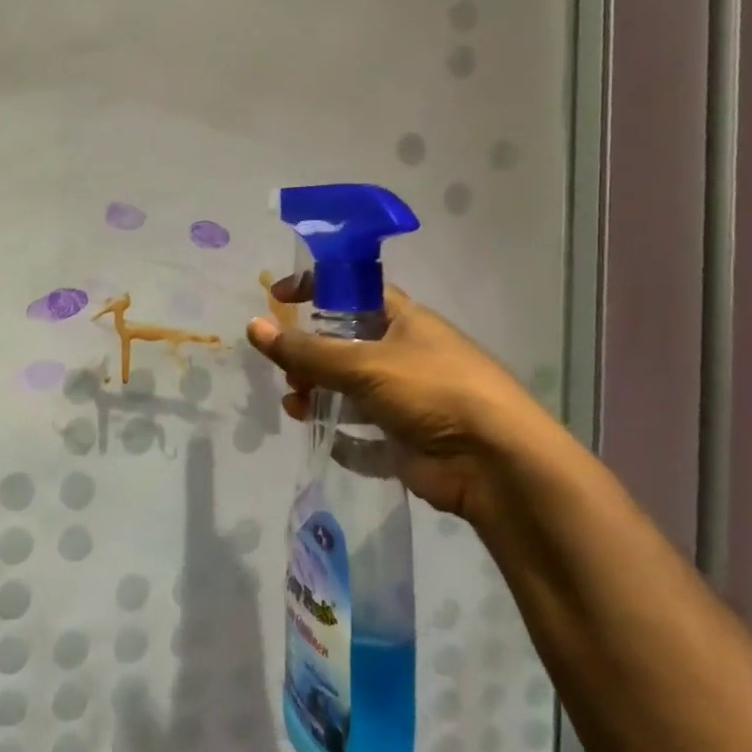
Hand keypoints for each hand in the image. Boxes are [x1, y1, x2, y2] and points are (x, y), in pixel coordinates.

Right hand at [245, 280, 550, 519]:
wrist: (497, 464)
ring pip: (348, 389)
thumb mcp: (363, 363)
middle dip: (309, 357)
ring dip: (317, 396)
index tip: (278, 297)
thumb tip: (253, 326)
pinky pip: (363, 433)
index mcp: (404, 320)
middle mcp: (404, 354)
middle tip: (289, 372)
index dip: (316, 287)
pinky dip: (342, 436)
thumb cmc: (433, 392)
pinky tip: (326, 439)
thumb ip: (305, 350)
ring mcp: (406, 398)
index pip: (352, 290)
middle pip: (343, 345)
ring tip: (297, 408)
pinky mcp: (406, 439)